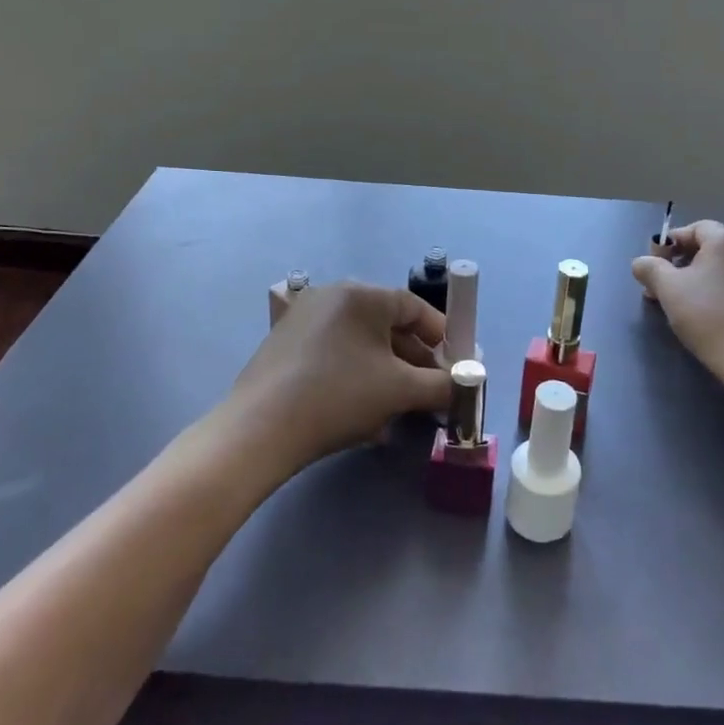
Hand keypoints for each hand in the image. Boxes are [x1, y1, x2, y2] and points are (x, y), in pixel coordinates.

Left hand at [228, 281, 449, 471]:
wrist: (260, 430)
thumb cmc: (339, 396)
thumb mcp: (400, 390)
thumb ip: (441, 385)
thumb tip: (464, 385)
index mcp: (361, 294)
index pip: (414, 307)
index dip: (441, 336)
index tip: (456, 365)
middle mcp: (331, 296)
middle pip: (387, 326)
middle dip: (414, 361)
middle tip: (432, 392)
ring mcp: (303, 320)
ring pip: (361, 345)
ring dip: (387, 374)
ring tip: (402, 410)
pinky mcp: (284, 346)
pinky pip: (335, 355)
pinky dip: (356, 377)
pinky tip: (364, 414)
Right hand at [631, 221, 723, 396]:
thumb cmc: (708, 316)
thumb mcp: (667, 289)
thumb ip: (649, 268)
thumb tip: (642, 263)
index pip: (691, 229)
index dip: (668, 245)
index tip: (654, 268)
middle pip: (707, 246)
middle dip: (681, 263)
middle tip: (663, 287)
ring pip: (722, 266)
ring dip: (698, 277)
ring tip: (682, 302)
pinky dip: (718, 289)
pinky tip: (708, 313)